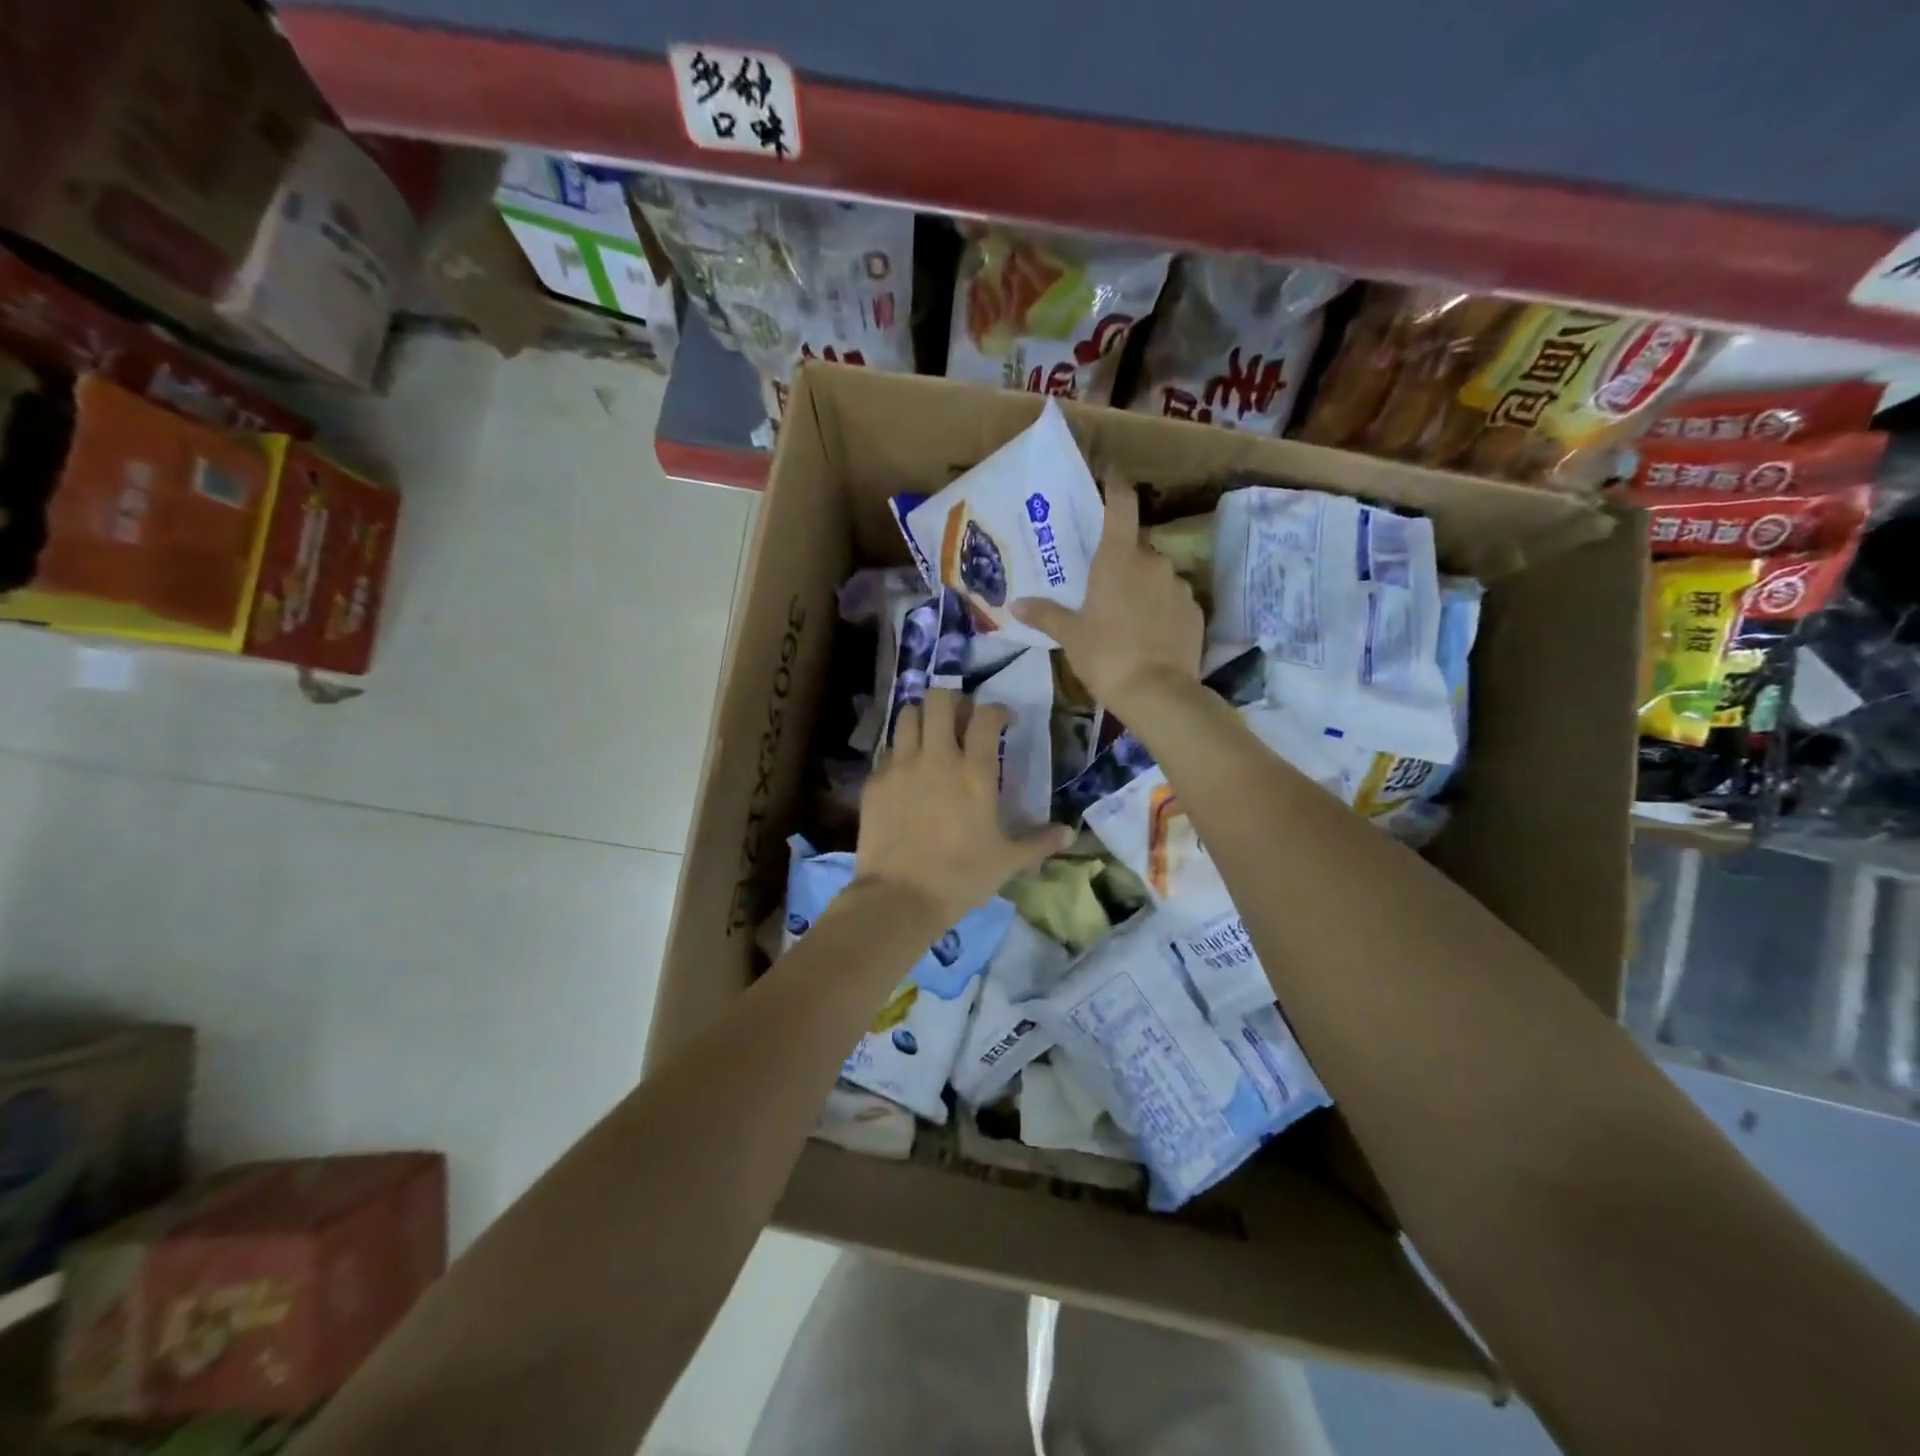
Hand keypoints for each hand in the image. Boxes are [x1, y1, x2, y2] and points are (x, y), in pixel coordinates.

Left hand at [857, 688, 1072, 925]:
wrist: (899, 897)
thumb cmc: (960, 877)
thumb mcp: (1007, 862)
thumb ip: (1039, 842)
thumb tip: (1070, 835)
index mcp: (975, 772)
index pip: (986, 717)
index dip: (997, 710)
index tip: (1003, 720)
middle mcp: (936, 758)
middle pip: (939, 700)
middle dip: (953, 700)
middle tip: (961, 719)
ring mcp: (901, 766)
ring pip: (908, 716)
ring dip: (922, 717)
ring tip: (931, 735)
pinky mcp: (874, 782)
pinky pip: (888, 751)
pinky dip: (900, 752)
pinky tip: (906, 773)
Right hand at [1012, 475, 1202, 716]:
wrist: (1158, 693)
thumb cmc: (1106, 656)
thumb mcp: (1070, 637)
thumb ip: (1046, 615)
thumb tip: (1017, 604)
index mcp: (1117, 559)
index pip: (1120, 506)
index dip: (1116, 485)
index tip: (1110, 474)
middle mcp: (1152, 562)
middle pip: (1136, 547)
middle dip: (1121, 559)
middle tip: (1103, 583)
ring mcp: (1178, 585)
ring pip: (1156, 575)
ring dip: (1143, 586)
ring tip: (1126, 617)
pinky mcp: (1195, 610)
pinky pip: (1173, 599)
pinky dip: (1161, 608)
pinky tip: (1149, 634)